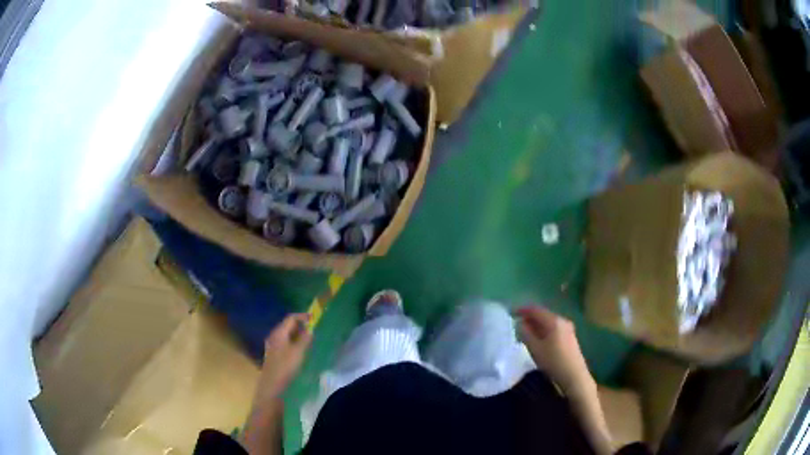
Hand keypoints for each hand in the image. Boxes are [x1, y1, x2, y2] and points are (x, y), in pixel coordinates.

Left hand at [256, 313, 312, 402]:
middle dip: (300, 325)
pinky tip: (300, 350)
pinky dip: (294, 342)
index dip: (302, 317)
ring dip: (297, 334)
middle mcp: (274, 336)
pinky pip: (285, 342)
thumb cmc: (285, 367)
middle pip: (287, 325)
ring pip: (286, 335)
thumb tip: (310, 330)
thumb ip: (305, 339)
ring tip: (309, 339)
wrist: (272, 385)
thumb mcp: (298, 352)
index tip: (314, 318)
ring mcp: (273, 345)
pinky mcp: (274, 354)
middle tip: (313, 329)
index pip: (290, 318)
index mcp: (278, 333)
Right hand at [516, 305, 594, 395]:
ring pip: (548, 322)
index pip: (536, 310)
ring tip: (524, 331)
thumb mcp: (535, 348)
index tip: (511, 313)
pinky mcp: (569, 337)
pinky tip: (537, 338)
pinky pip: (553, 328)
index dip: (523, 310)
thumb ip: (526, 334)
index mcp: (554, 321)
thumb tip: (520, 323)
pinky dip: (543, 330)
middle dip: (529, 317)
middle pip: (543, 314)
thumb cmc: (553, 361)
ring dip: (536, 325)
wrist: (574, 376)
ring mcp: (568, 328)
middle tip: (516, 323)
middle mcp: (562, 321)